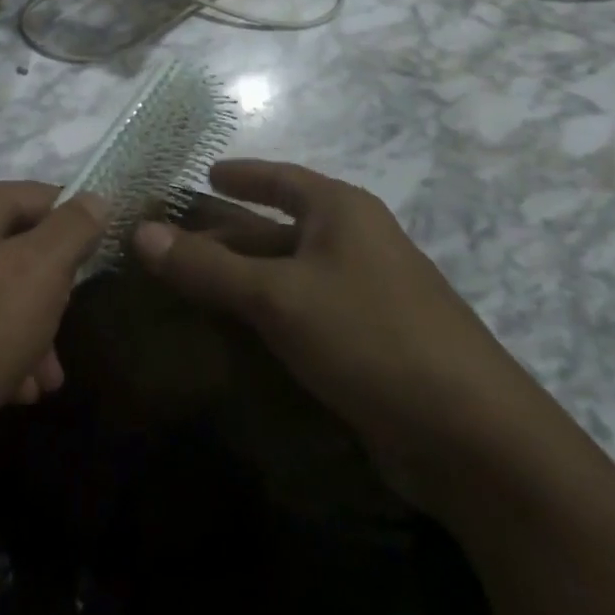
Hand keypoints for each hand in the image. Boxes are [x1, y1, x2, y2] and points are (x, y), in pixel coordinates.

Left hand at [0, 182, 103, 479]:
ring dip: (27, 331)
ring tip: (44, 383)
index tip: (95, 271)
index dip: (75, 228)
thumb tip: (96, 197)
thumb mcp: (36, 276)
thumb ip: (71, 231)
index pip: (39, 196)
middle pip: (17, 248)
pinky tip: (11, 391)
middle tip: (64, 338)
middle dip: (50, 295)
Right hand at [133, 159, 543, 490]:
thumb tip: (139, 232)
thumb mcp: (277, 296)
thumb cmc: (371, 336)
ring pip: (287, 273)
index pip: (281, 178)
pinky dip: (263, 313)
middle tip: (173, 235)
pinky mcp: (367, 345)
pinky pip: (301, 313)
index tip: (204, 172)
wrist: (475, 442)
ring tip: (187, 280)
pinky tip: (231, 329)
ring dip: (240, 276)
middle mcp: (355, 244)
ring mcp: (365, 296)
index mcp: (342, 212)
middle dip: (226, 232)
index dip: (242, 173)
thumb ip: (206, 266)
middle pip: (277, 227)